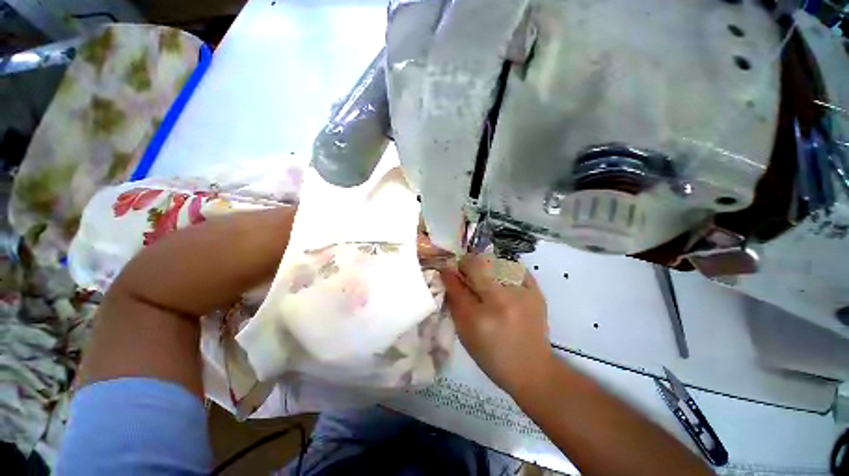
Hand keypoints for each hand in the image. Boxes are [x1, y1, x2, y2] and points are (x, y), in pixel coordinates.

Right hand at [440, 254, 551, 393]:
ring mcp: (522, 294)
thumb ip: (454, 302)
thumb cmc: (492, 355)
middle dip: (466, 264)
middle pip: (477, 265)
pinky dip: (505, 270)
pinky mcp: (537, 292)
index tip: (446, 269)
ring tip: (485, 278)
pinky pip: (516, 268)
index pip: (457, 285)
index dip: (449, 273)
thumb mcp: (465, 333)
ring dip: (485, 267)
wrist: (532, 368)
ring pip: (496, 262)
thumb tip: (448, 276)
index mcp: (479, 318)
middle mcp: (501, 301)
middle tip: (465, 271)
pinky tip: (502, 281)